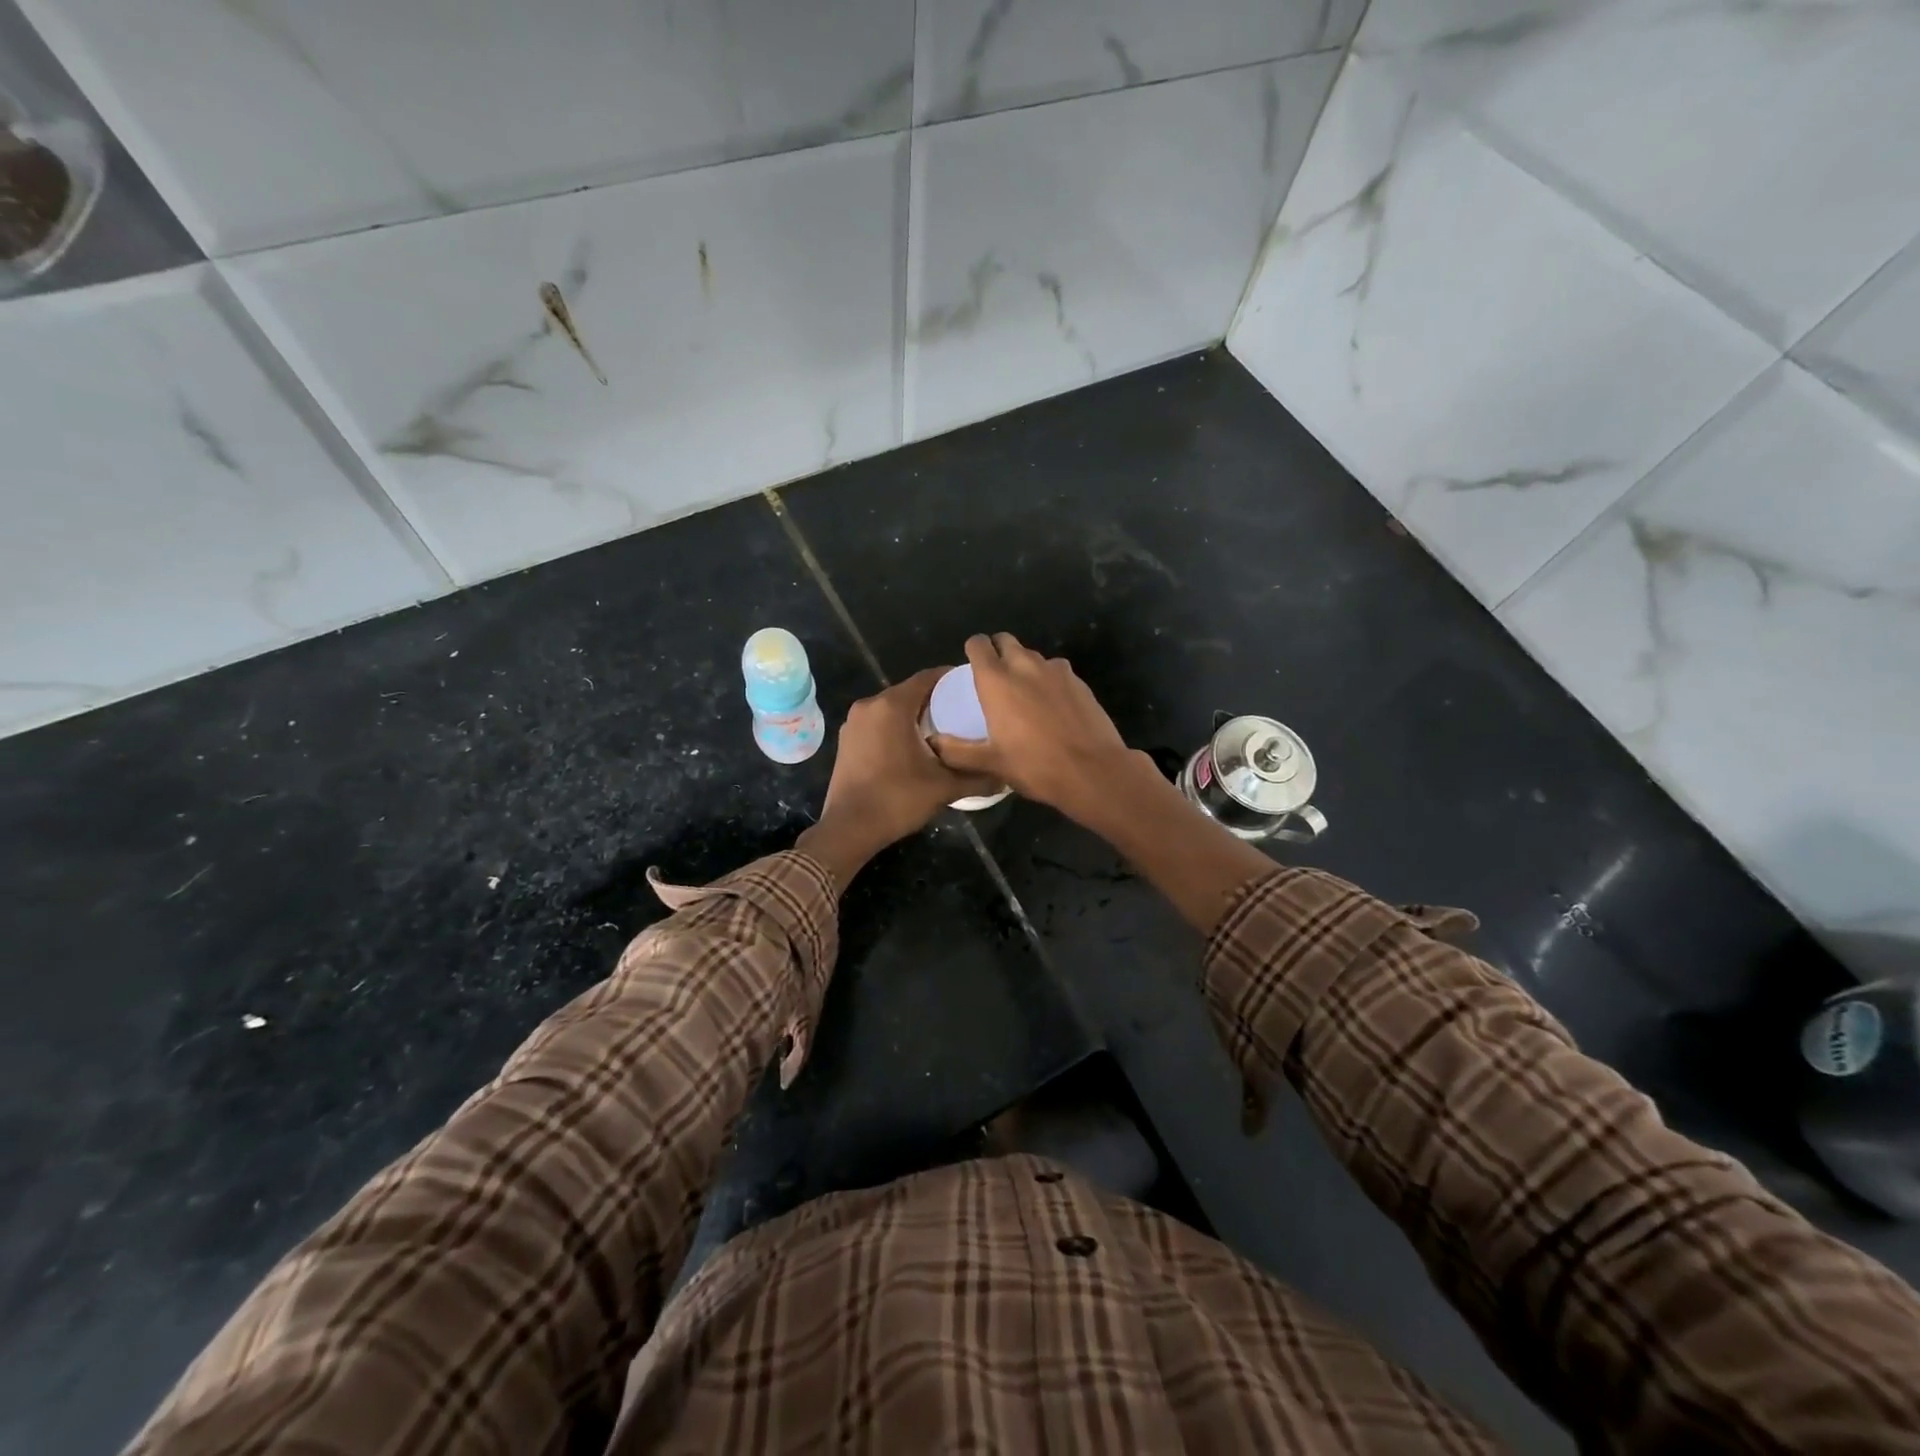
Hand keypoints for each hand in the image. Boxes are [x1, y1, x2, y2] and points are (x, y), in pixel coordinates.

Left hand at [798, 668, 999, 887]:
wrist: (849, 828)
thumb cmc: (898, 799)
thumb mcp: (944, 788)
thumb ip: (977, 777)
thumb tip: (1006, 777)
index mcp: (892, 706)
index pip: (927, 677)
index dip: (951, 679)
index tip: (972, 687)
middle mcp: (869, 705)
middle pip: (909, 691)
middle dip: (935, 699)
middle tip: (962, 711)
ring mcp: (853, 723)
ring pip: (891, 708)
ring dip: (914, 715)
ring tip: (941, 730)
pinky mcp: (846, 740)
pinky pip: (877, 723)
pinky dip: (895, 728)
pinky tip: (913, 746)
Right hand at [928, 633, 1136, 818]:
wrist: (1093, 771)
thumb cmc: (1035, 766)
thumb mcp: (990, 763)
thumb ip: (957, 751)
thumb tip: (933, 743)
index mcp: (996, 680)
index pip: (978, 644)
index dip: (973, 650)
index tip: (972, 666)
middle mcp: (1025, 666)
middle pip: (1006, 641)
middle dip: (998, 651)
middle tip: (995, 678)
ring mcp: (1056, 671)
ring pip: (1033, 656)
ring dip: (1024, 666)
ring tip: (1023, 694)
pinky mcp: (1079, 681)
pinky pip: (1056, 671)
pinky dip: (1048, 680)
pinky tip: (1051, 706)